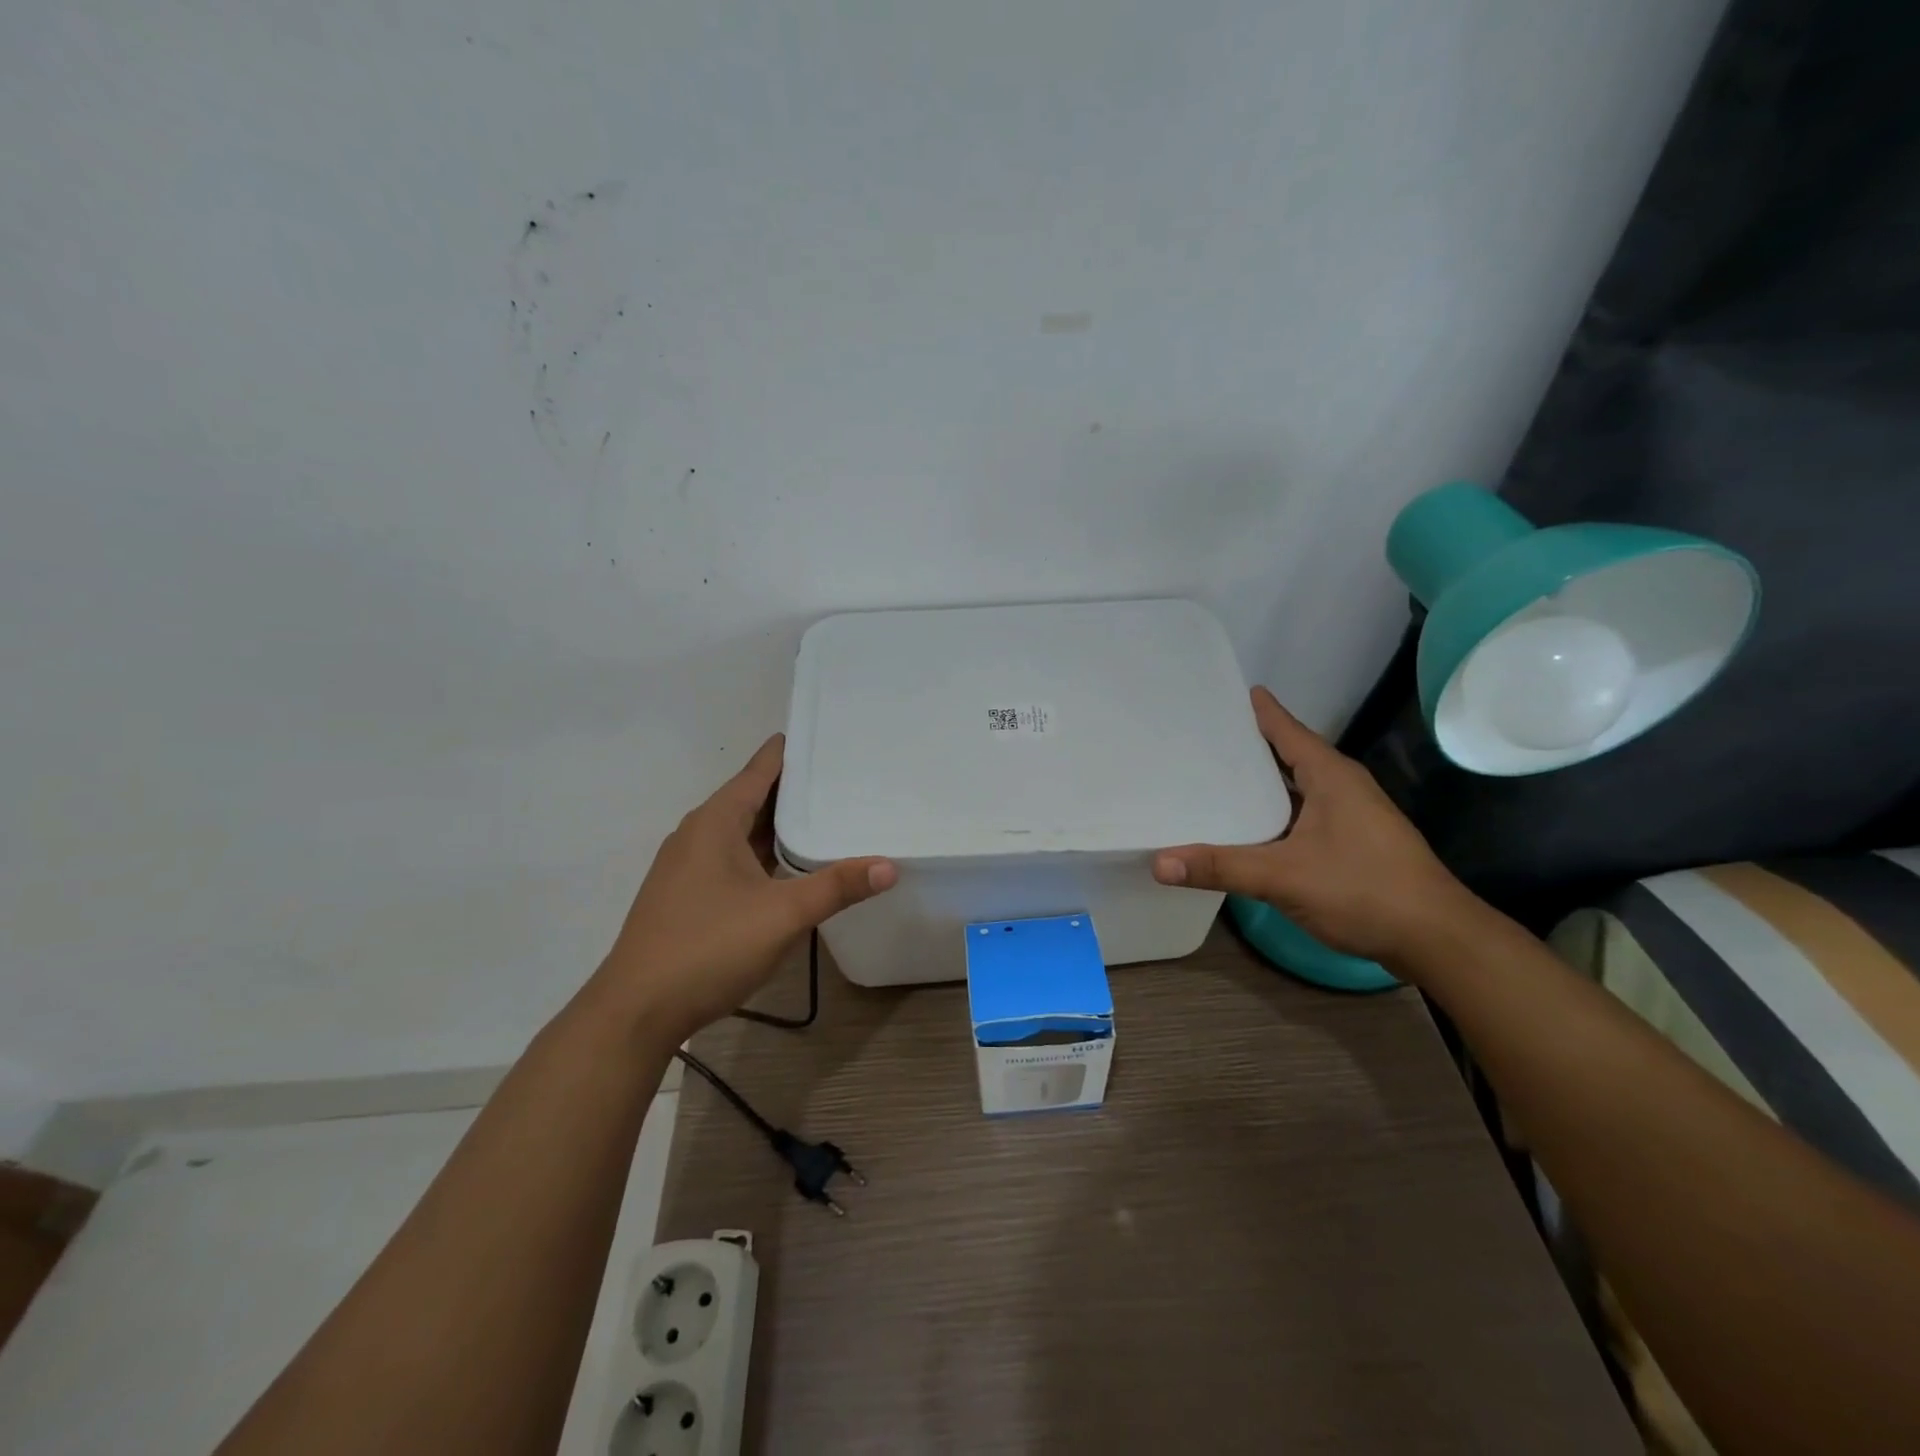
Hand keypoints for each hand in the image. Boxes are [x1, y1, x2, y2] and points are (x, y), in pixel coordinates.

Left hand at [601, 735, 896, 1038]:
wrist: (636, 1010)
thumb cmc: (709, 947)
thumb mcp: (782, 915)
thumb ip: (837, 887)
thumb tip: (889, 866)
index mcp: (715, 822)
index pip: (760, 770)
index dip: (792, 752)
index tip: (827, 738)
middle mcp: (697, 834)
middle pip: (752, 798)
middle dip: (795, 790)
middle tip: (843, 780)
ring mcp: (687, 866)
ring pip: (742, 832)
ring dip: (779, 825)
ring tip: (826, 817)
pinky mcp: (687, 895)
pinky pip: (732, 857)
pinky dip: (763, 853)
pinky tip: (788, 867)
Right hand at [1152, 687, 1474, 965]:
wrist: (1436, 939)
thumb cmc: (1363, 890)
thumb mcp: (1283, 876)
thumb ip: (1220, 867)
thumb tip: (1158, 862)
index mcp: (1330, 775)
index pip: (1285, 729)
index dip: (1255, 711)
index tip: (1221, 695)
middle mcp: (1342, 786)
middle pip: (1287, 754)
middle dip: (1248, 746)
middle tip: (1202, 738)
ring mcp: (1351, 815)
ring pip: (1296, 788)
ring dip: (1261, 783)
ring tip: (1215, 779)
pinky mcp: (1353, 843)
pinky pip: (1302, 814)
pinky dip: (1274, 813)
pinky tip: (1249, 827)